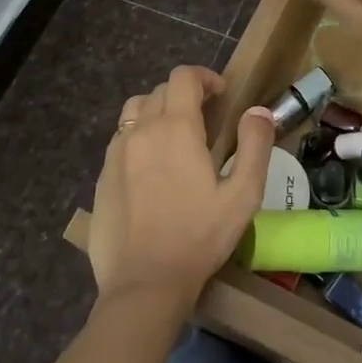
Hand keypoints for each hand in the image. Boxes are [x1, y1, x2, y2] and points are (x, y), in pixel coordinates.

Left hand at [89, 66, 273, 312]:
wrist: (144, 285)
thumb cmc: (199, 238)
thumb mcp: (242, 195)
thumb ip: (254, 146)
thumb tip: (259, 111)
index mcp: (176, 128)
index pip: (184, 77)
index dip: (204, 77)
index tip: (221, 94)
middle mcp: (141, 130)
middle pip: (160, 91)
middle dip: (184, 95)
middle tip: (204, 119)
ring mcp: (116, 153)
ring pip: (134, 111)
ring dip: (157, 111)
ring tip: (174, 136)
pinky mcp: (102, 177)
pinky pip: (120, 140)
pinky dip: (138, 137)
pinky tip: (150, 168)